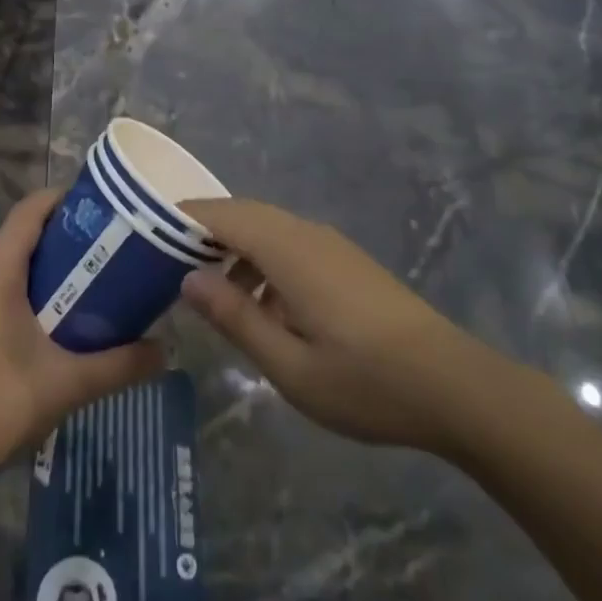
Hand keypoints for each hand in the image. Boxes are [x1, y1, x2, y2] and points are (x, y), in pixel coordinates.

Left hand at [0, 189, 165, 495]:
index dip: (67, 198)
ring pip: (4, 261)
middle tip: (107, 247)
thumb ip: (119, 364)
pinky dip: (20, 286)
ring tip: (86, 279)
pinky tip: (47, 319)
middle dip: (63, 234)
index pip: (31, 208)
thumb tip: (166, 351)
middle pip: (20, 232)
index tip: (105, 206)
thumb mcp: (67, 384)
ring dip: (42, 264)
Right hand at [180, 199, 531, 458]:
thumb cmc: (366, 382)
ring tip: (206, 290)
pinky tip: (259, 305)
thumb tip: (187, 280)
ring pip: (268, 229)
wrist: (456, 387)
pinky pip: (290, 246)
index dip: (183, 217)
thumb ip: (235, 317)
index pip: (223, 214)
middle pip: (244, 215)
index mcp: (288, 250)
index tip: (145, 230)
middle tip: (163, 261)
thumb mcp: (288, 365)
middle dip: (203, 232)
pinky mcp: (346, 263)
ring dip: (233, 249)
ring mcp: (331, 246)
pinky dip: (261, 262)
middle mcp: (307, 234)